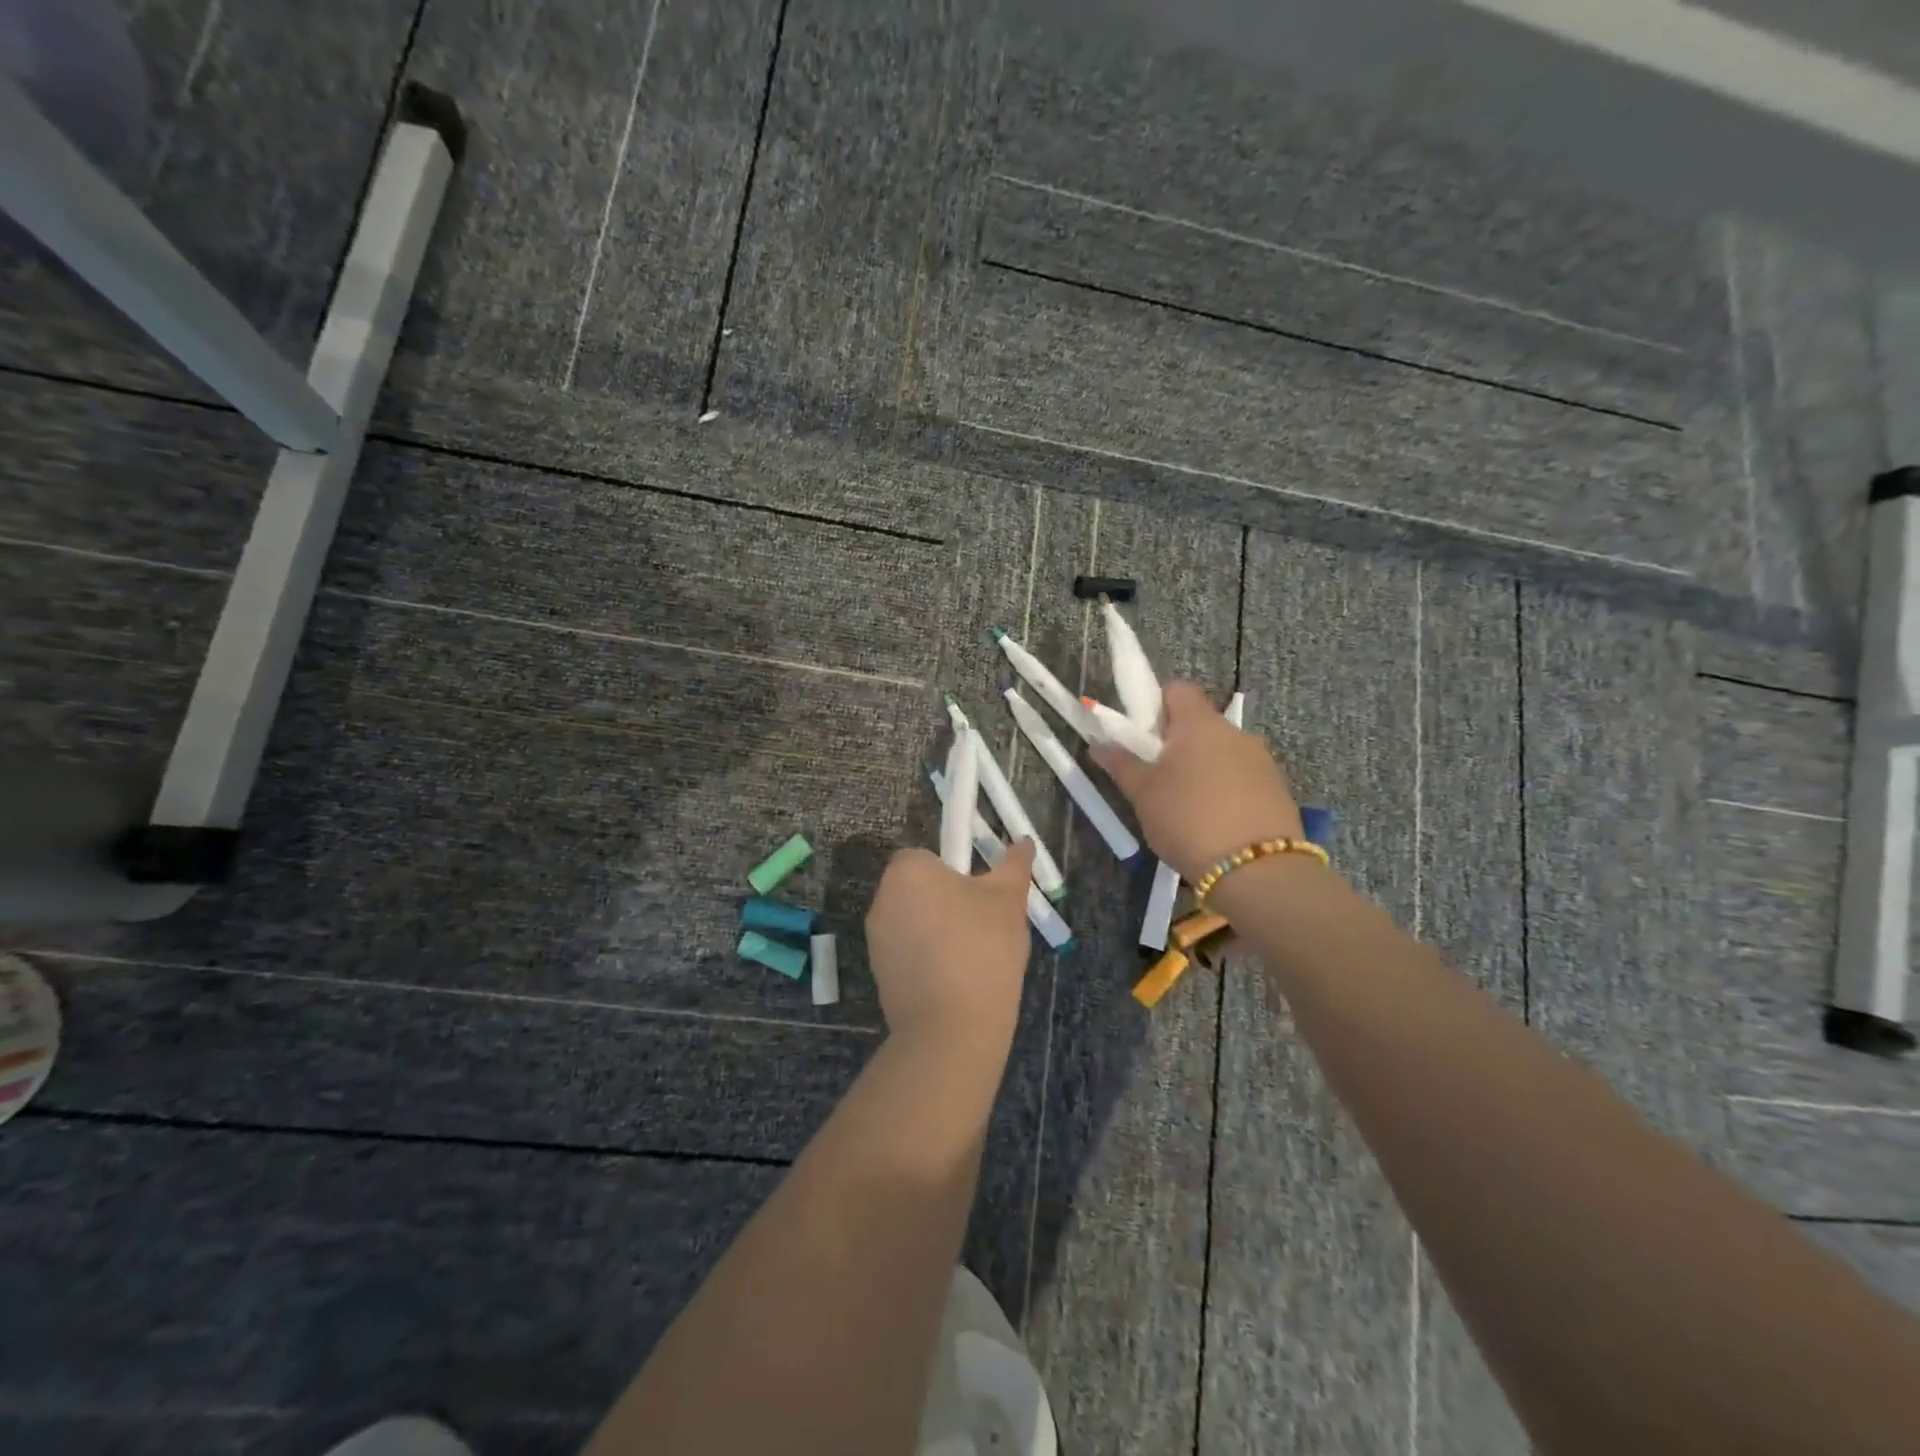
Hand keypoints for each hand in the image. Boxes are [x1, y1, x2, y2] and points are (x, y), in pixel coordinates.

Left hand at [865, 839, 1037, 1057]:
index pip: (927, 855)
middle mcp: (883, 898)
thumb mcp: (1009, 900)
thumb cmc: (982, 949)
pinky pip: (908, 951)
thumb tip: (1024, 841)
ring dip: (938, 929)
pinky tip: (956, 979)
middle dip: (948, 899)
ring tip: (975, 955)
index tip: (980, 892)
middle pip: (920, 887)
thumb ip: (1014, 865)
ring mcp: (876, 938)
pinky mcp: (878, 972)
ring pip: (915, 919)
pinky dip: (928, 957)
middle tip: (984, 922)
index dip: (956, 870)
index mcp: (908, 871)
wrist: (952, 1028)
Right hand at [1092, 680, 1303, 881]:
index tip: (1142, 737)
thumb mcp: (1143, 794)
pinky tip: (1214, 822)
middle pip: (1199, 722)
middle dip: (1176, 743)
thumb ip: (1121, 764)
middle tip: (1156, 778)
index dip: (1156, 705)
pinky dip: (1225, 789)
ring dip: (1202, 767)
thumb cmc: (1188, 820)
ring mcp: (1261, 760)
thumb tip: (1098, 744)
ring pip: (1221, 751)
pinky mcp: (1277, 788)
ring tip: (1186, 807)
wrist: (1258, 871)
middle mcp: (1235, 732)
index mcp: (1200, 723)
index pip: (1177, 689)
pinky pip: (1241, 776)